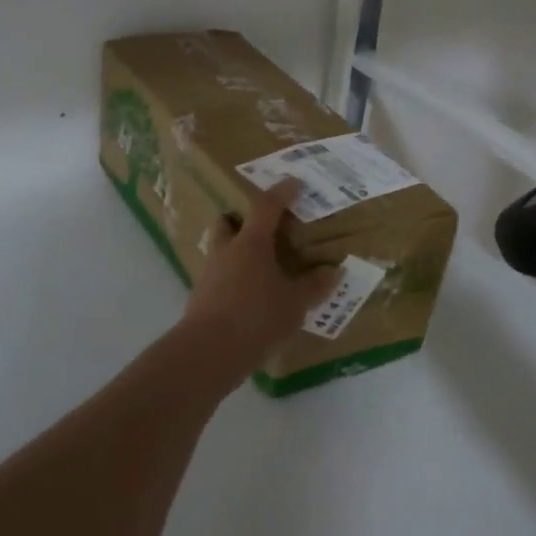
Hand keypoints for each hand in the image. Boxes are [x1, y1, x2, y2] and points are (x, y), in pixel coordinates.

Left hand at [180, 179, 338, 368]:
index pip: (266, 206)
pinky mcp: (201, 297)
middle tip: (264, 227)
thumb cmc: (257, 317)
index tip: (294, 184)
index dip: (282, 192)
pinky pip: (219, 276)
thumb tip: (334, 271)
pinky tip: (248, 295)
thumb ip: (314, 286)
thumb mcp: (295, 303)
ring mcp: (209, 273)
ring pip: (221, 249)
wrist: (209, 351)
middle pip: (228, 222)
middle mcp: (227, 251)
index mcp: (251, 243)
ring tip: (259, 266)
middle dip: (242, 219)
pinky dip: (233, 278)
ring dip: (237, 250)